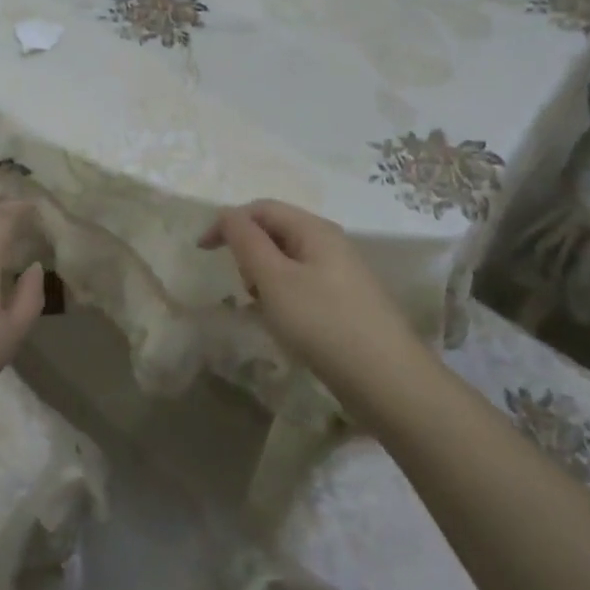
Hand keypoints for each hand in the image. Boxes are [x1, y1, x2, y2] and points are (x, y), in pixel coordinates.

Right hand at [199, 199, 419, 377]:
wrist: (388, 380)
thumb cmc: (323, 323)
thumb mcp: (274, 280)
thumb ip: (246, 241)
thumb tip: (227, 214)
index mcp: (314, 229)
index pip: (260, 208)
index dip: (227, 222)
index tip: (202, 251)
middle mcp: (330, 242)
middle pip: (275, 231)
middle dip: (248, 252)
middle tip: (243, 287)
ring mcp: (342, 272)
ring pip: (287, 260)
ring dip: (264, 276)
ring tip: (263, 309)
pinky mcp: (346, 301)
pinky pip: (302, 284)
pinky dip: (283, 295)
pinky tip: (285, 323)